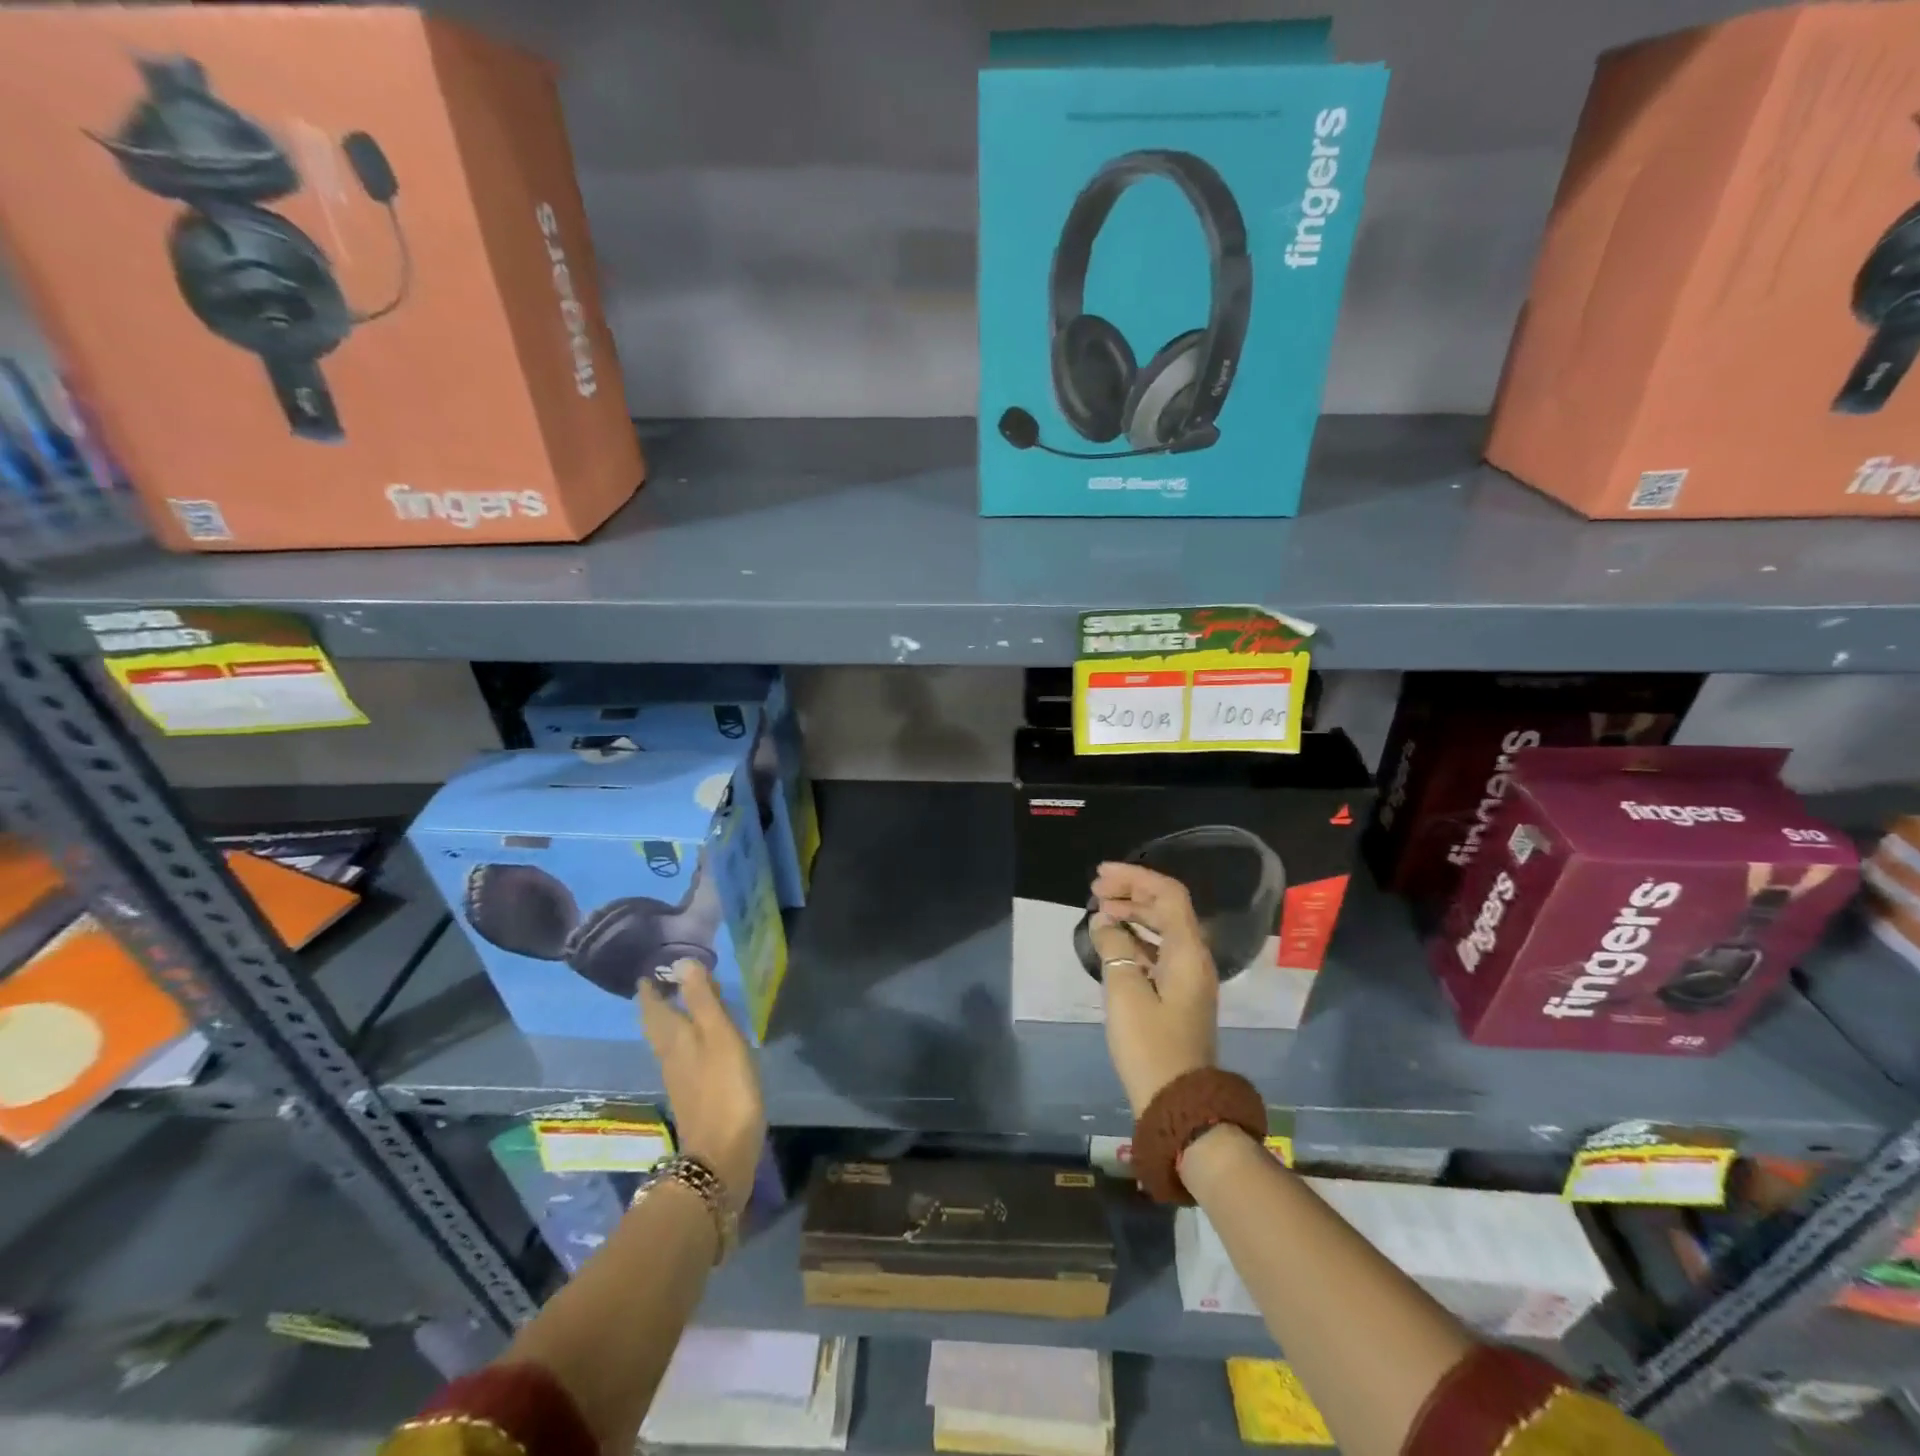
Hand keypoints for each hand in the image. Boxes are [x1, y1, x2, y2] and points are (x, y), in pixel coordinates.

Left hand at [638, 961, 765, 1216]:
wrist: (722, 1155)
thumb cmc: (724, 1087)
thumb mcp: (718, 1035)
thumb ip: (702, 999)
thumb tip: (680, 962)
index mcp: (673, 1038)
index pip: (653, 1006)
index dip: (650, 988)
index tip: (650, 969)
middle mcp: (670, 1055)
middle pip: (658, 1024)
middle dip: (659, 1002)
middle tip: (667, 980)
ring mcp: (681, 1077)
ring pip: (670, 1039)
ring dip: (673, 1018)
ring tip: (686, 1001)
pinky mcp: (695, 1093)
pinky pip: (684, 1055)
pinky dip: (688, 1038)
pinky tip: (702, 1039)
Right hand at [1089, 861, 1218, 1115]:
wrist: (1180, 1104)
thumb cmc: (1150, 1045)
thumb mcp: (1125, 992)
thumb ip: (1114, 948)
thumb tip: (1104, 923)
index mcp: (1187, 952)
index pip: (1167, 895)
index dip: (1135, 877)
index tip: (1101, 875)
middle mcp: (1194, 958)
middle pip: (1167, 908)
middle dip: (1132, 892)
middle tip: (1096, 889)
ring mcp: (1189, 978)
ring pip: (1164, 929)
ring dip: (1134, 914)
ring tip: (1101, 911)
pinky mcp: (1179, 996)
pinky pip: (1160, 951)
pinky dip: (1137, 938)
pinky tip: (1114, 942)